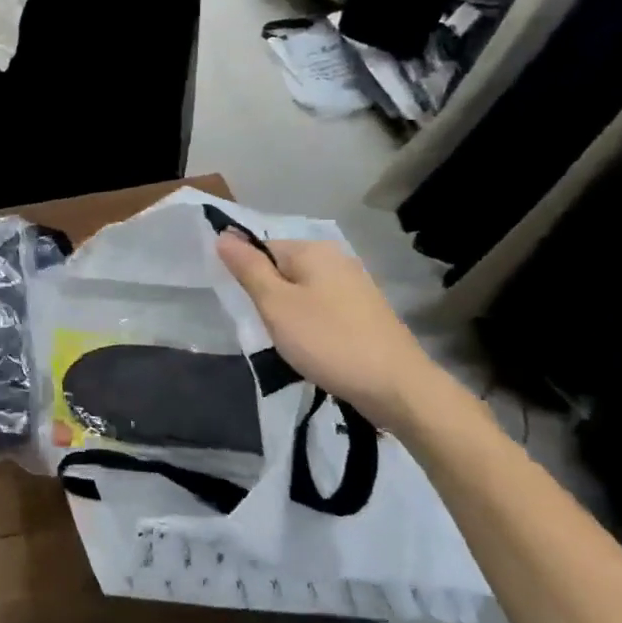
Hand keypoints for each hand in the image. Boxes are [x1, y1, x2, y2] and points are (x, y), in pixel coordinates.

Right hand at [216, 233, 448, 431]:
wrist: (397, 387)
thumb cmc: (327, 341)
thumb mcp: (275, 304)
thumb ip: (248, 268)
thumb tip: (224, 235)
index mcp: (313, 250)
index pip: (262, 249)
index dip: (248, 277)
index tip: (249, 308)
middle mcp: (337, 259)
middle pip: (283, 270)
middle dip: (269, 297)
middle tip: (268, 328)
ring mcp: (356, 286)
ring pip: (303, 292)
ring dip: (290, 314)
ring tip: (291, 343)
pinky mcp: (366, 312)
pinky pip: (323, 309)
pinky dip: (312, 325)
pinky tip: (314, 348)